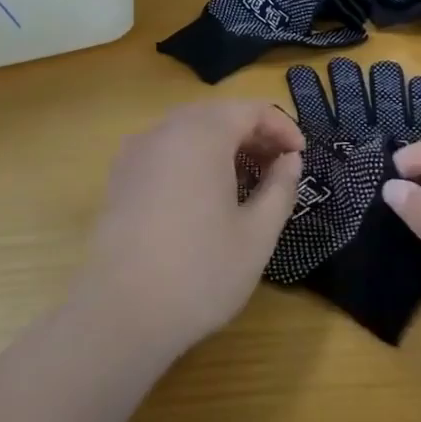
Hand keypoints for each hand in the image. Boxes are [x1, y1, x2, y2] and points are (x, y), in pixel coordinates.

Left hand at [75, 101, 303, 358]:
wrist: (120, 312)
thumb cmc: (200, 272)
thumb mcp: (257, 234)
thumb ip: (280, 188)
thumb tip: (290, 160)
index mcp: (202, 133)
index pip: (250, 109)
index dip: (282, 126)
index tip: (301, 156)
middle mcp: (165, 130)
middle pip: (217, 114)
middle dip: (252, 134)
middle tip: (279, 167)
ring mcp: (136, 151)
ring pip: (188, 130)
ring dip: (222, 145)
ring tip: (246, 181)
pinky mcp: (119, 176)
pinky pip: (165, 150)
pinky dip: (192, 158)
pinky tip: (203, 195)